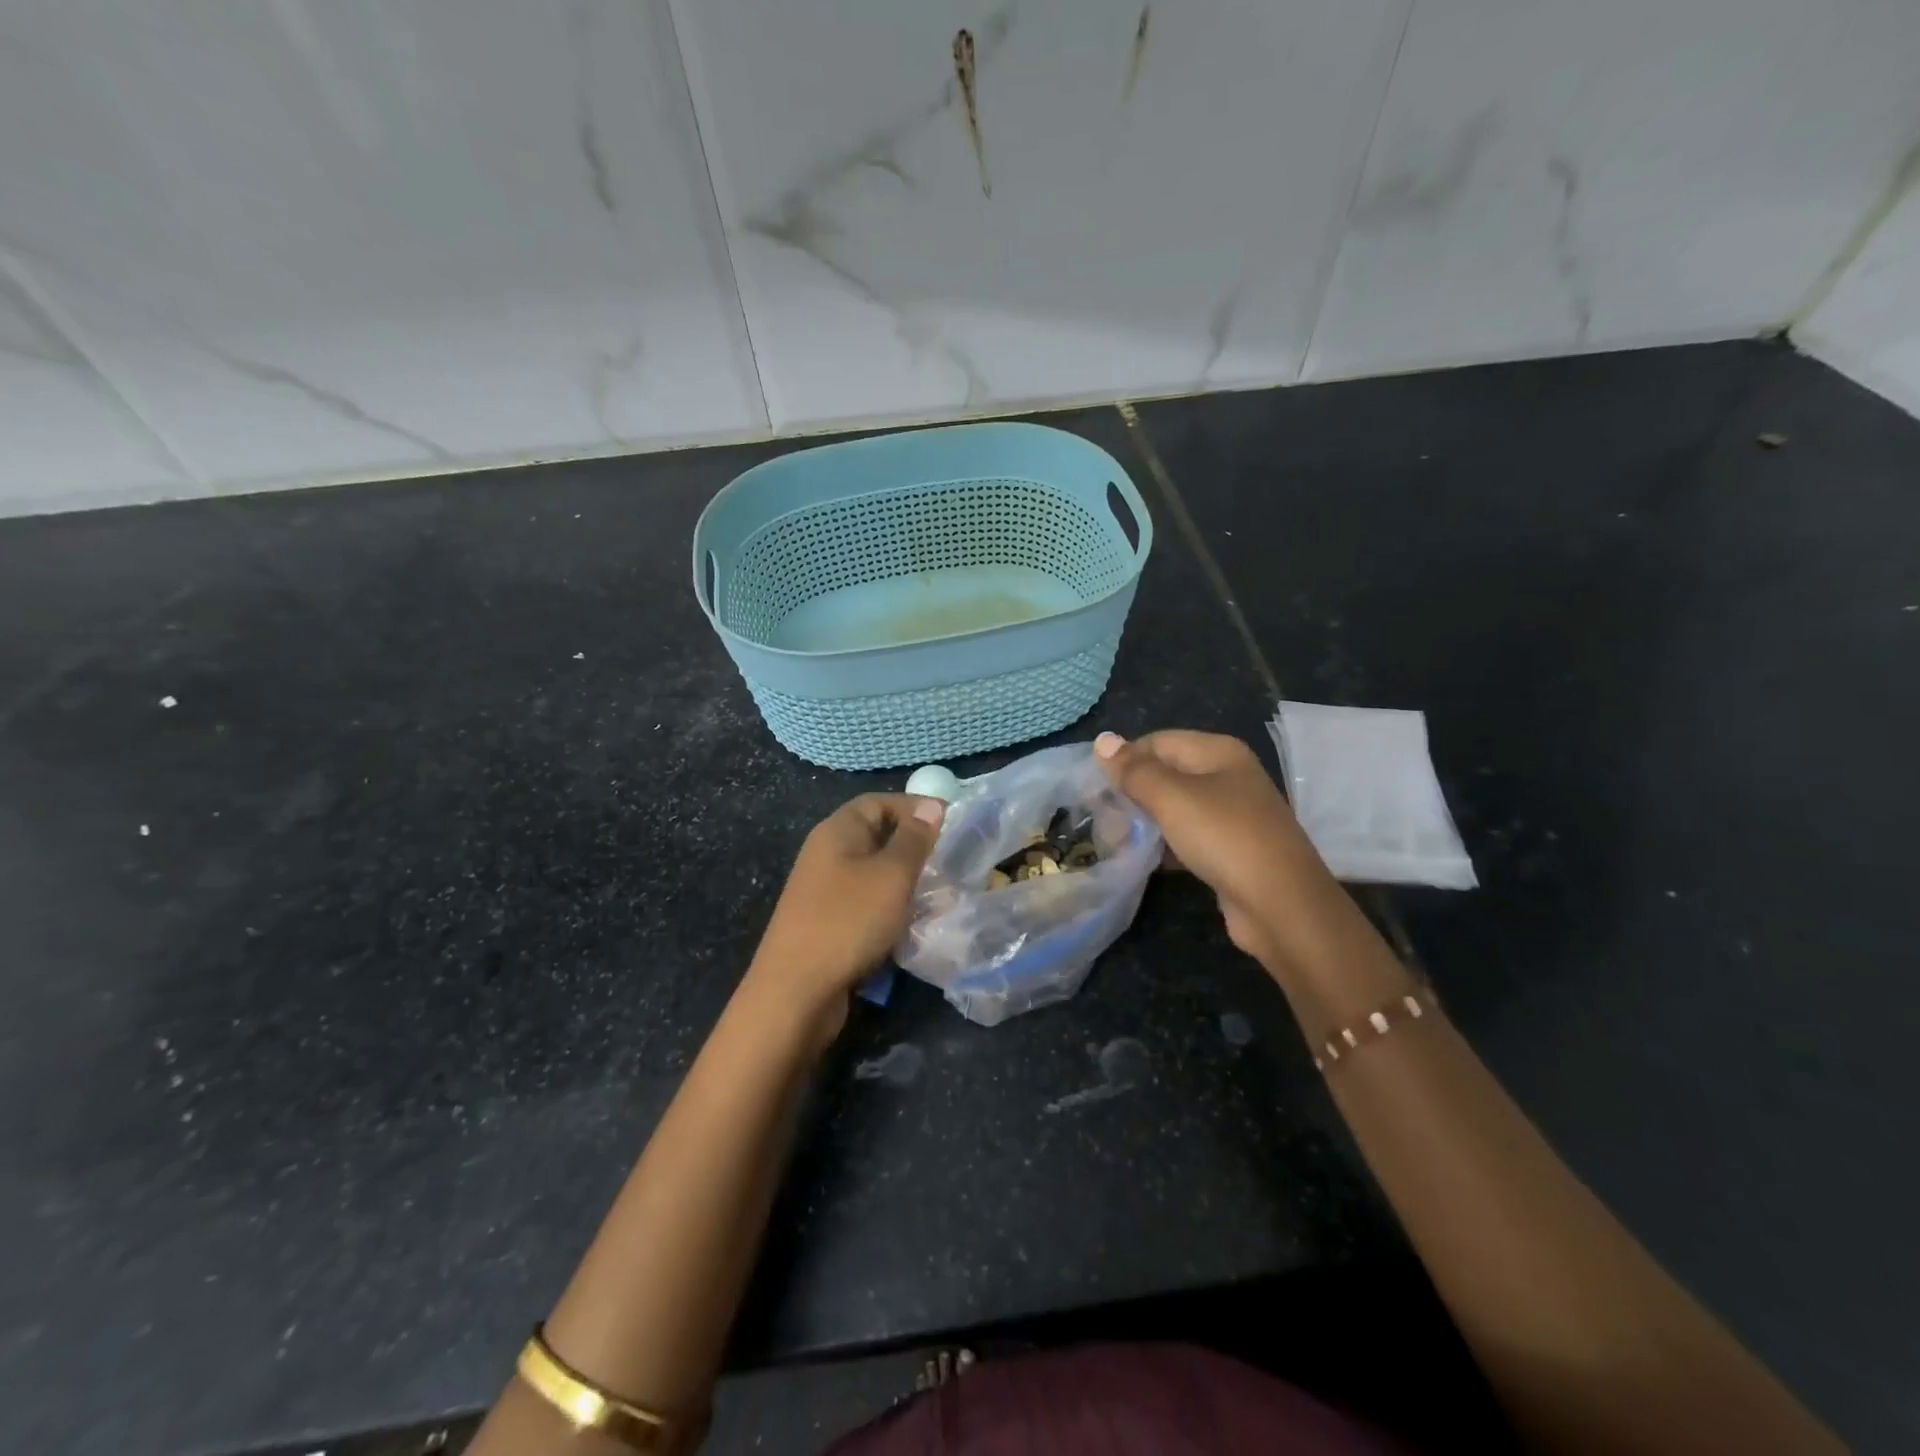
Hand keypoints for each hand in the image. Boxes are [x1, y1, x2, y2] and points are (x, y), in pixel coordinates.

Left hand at [746, 793, 945, 1040]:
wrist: (796, 992)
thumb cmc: (848, 921)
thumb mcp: (891, 875)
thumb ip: (914, 839)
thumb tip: (931, 806)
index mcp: (837, 831)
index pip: (878, 801)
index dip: (914, 806)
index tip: (952, 822)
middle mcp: (827, 854)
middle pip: (876, 836)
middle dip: (914, 846)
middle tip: (951, 860)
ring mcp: (825, 890)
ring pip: (874, 873)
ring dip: (906, 880)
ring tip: (940, 893)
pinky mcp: (829, 923)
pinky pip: (867, 903)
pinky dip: (892, 907)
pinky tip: (914, 923)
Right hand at [1094, 730, 1314, 969]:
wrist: (1280, 905)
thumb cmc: (1223, 837)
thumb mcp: (1171, 797)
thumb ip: (1134, 770)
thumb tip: (1102, 740)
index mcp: (1218, 752)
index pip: (1158, 742)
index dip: (1125, 759)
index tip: (1094, 787)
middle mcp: (1228, 776)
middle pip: (1167, 773)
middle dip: (1132, 791)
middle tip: (1100, 815)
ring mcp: (1232, 814)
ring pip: (1176, 807)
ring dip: (1145, 820)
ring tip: (1113, 837)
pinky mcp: (1230, 849)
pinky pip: (1187, 835)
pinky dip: (1164, 843)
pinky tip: (1142, 858)